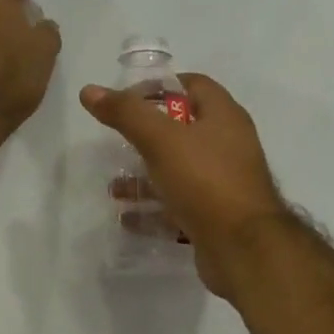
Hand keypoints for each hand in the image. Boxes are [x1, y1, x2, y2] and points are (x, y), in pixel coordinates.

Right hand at [80, 73, 290, 296]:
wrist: (243, 247)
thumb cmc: (205, 181)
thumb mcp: (161, 141)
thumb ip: (126, 114)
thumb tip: (89, 91)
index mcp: (224, 117)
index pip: (192, 85)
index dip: (159, 87)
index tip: (125, 101)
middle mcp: (228, 146)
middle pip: (183, 130)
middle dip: (146, 137)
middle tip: (116, 145)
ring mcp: (223, 183)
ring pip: (179, 171)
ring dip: (146, 177)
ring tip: (114, 189)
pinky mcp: (216, 216)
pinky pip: (180, 206)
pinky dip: (154, 209)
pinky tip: (128, 218)